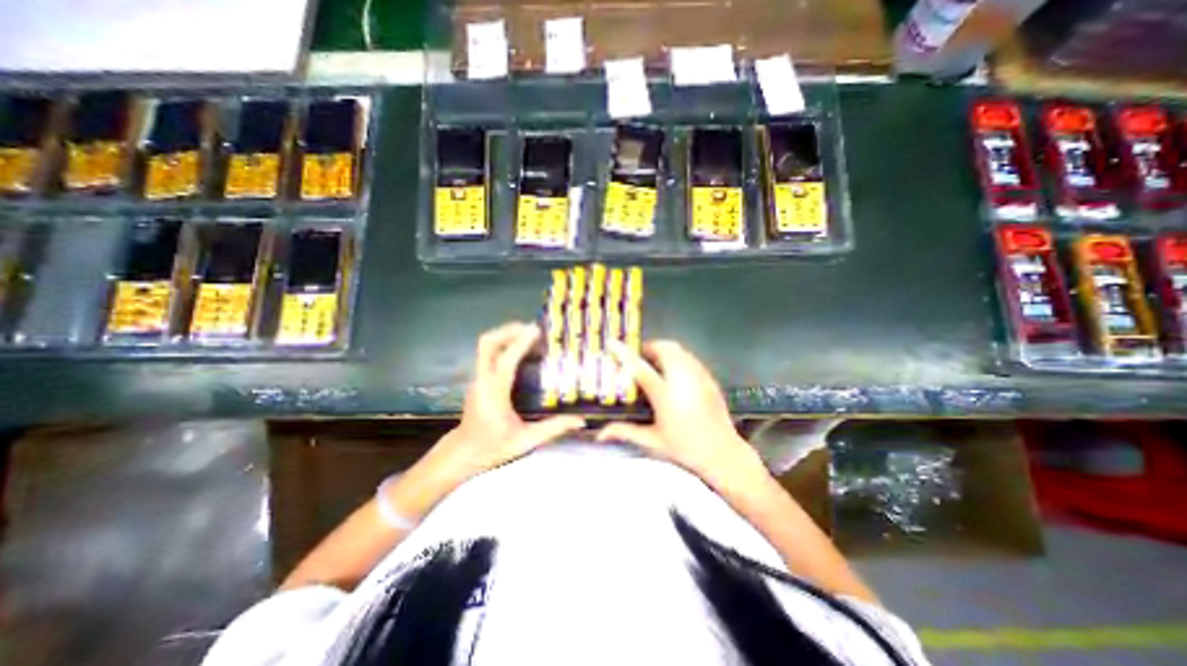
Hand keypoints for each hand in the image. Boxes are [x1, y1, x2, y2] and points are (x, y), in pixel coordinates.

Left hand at [424, 319, 586, 486]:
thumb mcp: (525, 441)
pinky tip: (520, 348)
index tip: (536, 330)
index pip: (505, 361)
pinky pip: (488, 353)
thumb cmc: (493, 447)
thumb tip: (579, 420)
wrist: (464, 453)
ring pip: (485, 345)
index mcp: (493, 394)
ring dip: (505, 335)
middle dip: (508, 330)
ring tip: (528, 334)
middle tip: (531, 328)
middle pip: (487, 344)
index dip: (520, 343)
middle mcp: (482, 380)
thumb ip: (552, 428)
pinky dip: (503, 344)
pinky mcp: (478, 378)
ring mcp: (477, 378)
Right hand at [599, 345, 765, 487]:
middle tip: (639, 357)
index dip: (624, 353)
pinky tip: (674, 373)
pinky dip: (678, 357)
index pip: (640, 368)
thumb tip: (600, 433)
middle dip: (649, 347)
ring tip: (655, 362)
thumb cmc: (685, 449)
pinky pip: (690, 358)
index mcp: (665, 395)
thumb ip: (625, 432)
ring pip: (679, 350)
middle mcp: (683, 380)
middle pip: (664, 349)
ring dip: (663, 350)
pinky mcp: (709, 379)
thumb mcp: (652, 441)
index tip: (613, 343)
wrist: (723, 454)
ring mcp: (699, 377)